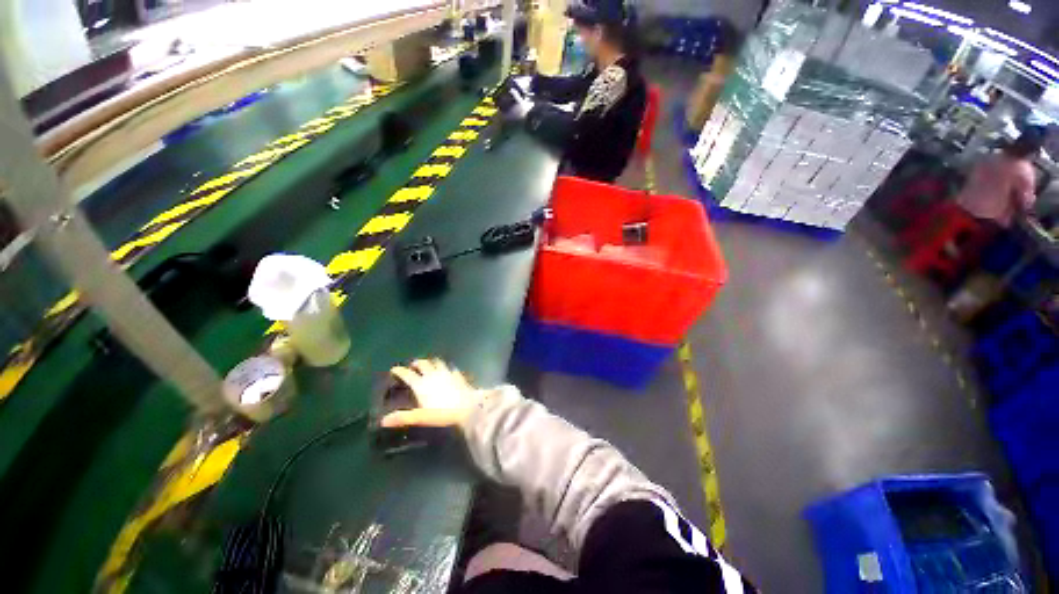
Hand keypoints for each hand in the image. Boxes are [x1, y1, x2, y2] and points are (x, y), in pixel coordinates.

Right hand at [381, 359, 478, 427]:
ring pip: (437, 362)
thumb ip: (404, 417)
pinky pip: (451, 368)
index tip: (394, 369)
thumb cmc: (443, 413)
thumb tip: (383, 421)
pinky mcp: (458, 375)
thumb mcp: (422, 417)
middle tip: (413, 365)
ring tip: (429, 364)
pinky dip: (447, 367)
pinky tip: (448, 370)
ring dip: (431, 362)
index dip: (400, 371)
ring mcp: (447, 373)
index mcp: (422, 384)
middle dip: (417, 363)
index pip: (408, 374)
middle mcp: (433, 375)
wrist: (468, 407)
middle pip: (424, 364)